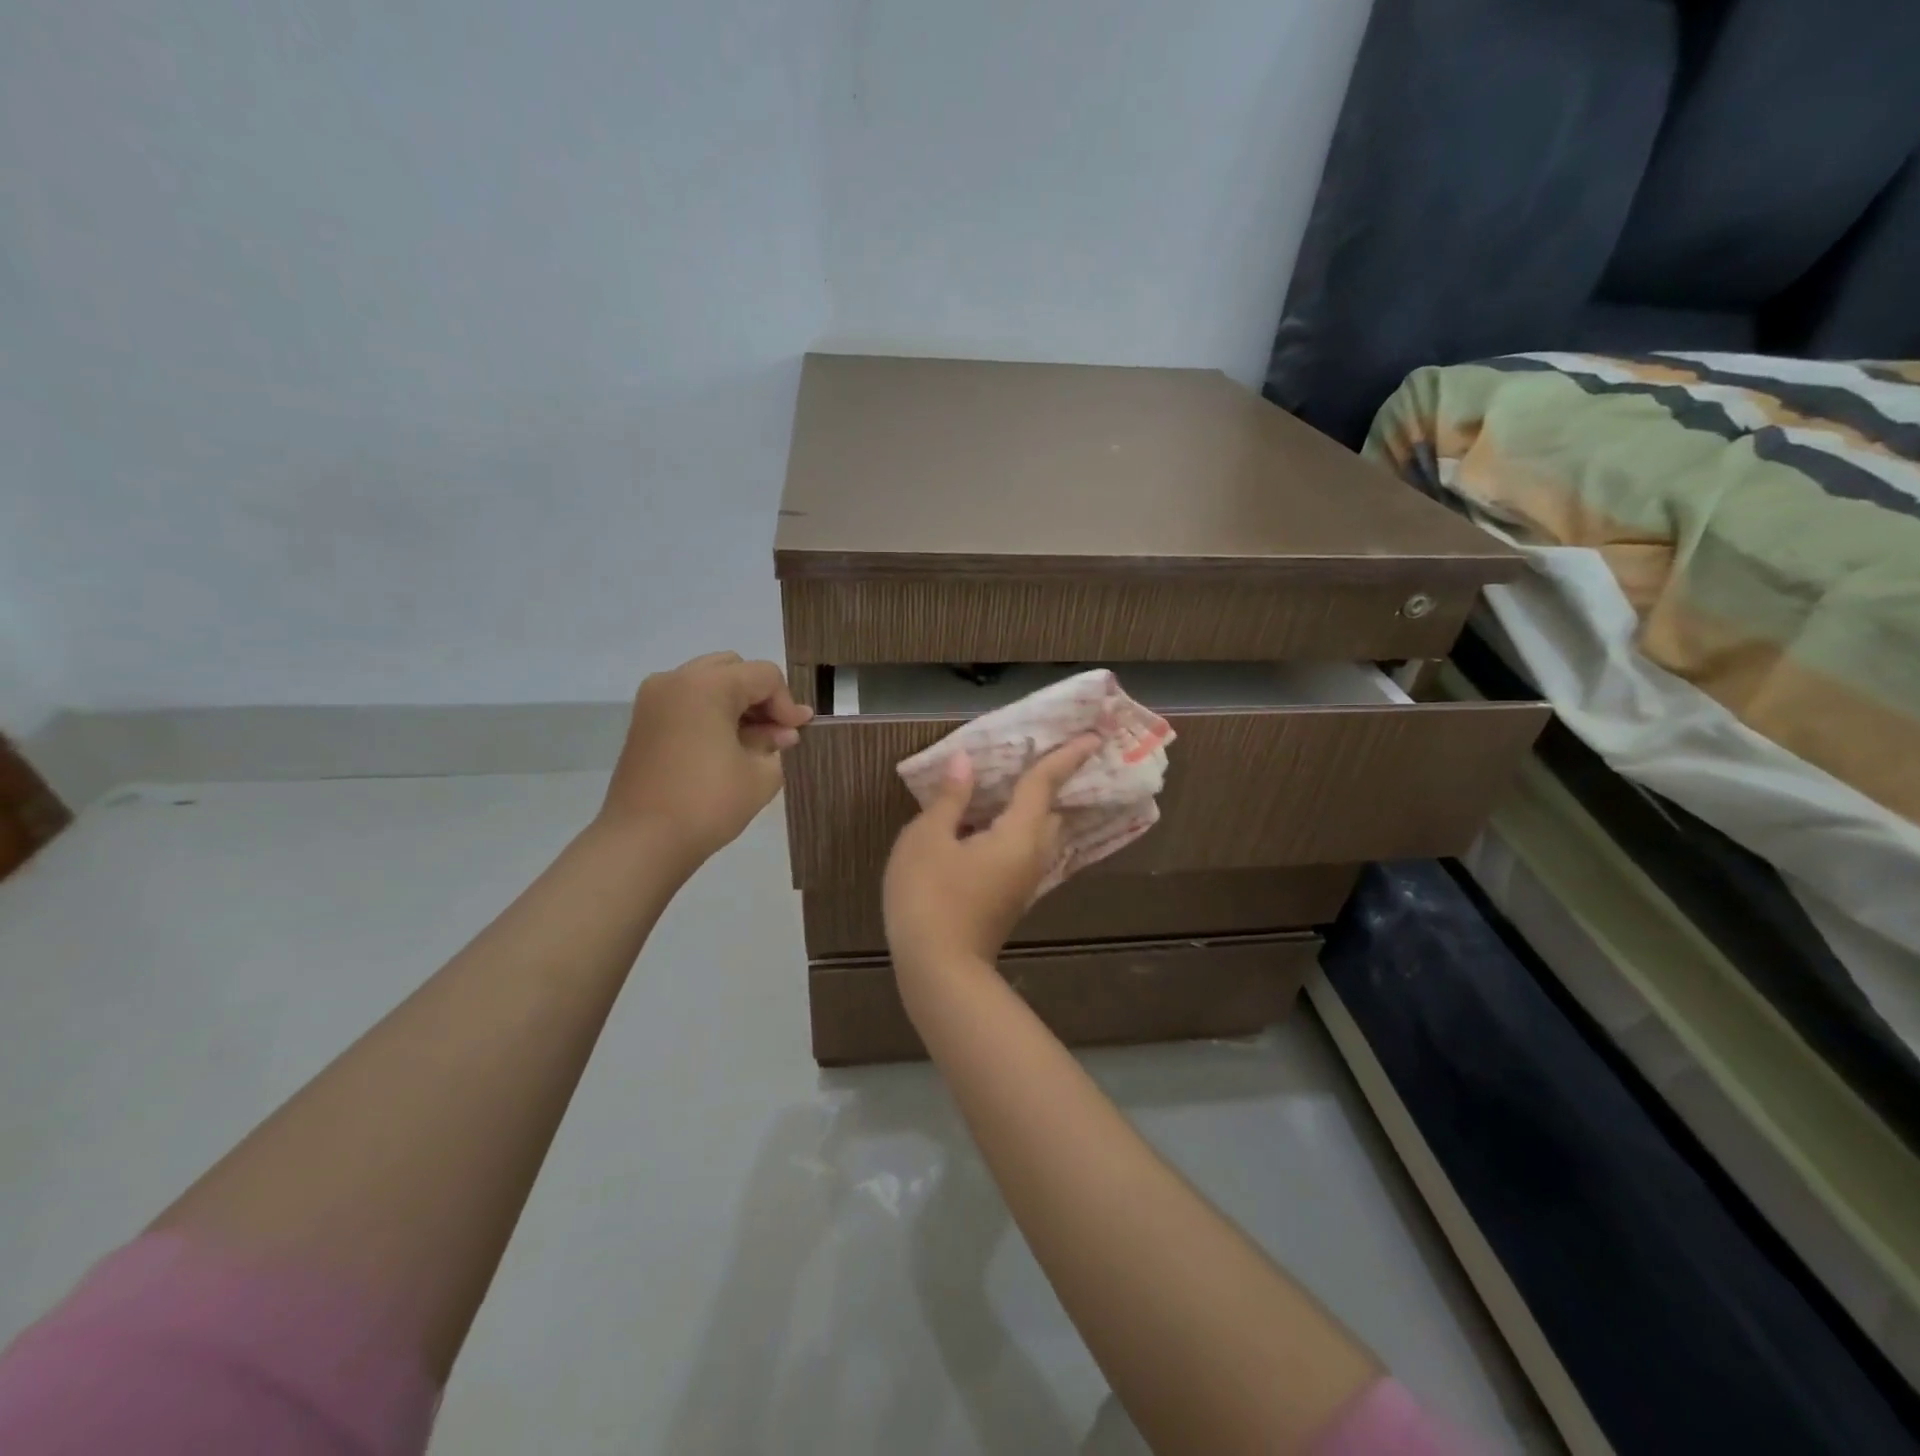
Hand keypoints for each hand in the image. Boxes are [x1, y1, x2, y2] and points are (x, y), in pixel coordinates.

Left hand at [600, 652, 812, 867]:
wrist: (643, 840)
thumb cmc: (708, 803)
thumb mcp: (760, 774)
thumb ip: (775, 743)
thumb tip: (782, 731)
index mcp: (707, 685)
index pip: (763, 676)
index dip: (788, 704)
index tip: (798, 735)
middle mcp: (676, 680)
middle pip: (733, 670)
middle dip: (760, 697)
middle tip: (777, 732)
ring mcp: (654, 700)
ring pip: (708, 683)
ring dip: (736, 705)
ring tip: (755, 742)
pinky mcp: (643, 722)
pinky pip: (687, 702)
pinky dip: (711, 714)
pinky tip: (727, 747)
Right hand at [883, 735, 1101, 970]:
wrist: (937, 970)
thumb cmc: (929, 897)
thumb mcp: (927, 839)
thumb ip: (950, 799)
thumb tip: (965, 763)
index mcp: (1017, 836)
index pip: (1044, 786)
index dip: (1066, 757)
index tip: (1093, 737)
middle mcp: (1032, 857)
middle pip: (1051, 813)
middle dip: (1052, 786)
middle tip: (1042, 760)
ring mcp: (1023, 882)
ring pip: (1040, 837)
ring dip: (1035, 811)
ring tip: (1012, 789)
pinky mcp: (1010, 899)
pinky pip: (1024, 852)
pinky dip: (1017, 831)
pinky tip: (989, 827)